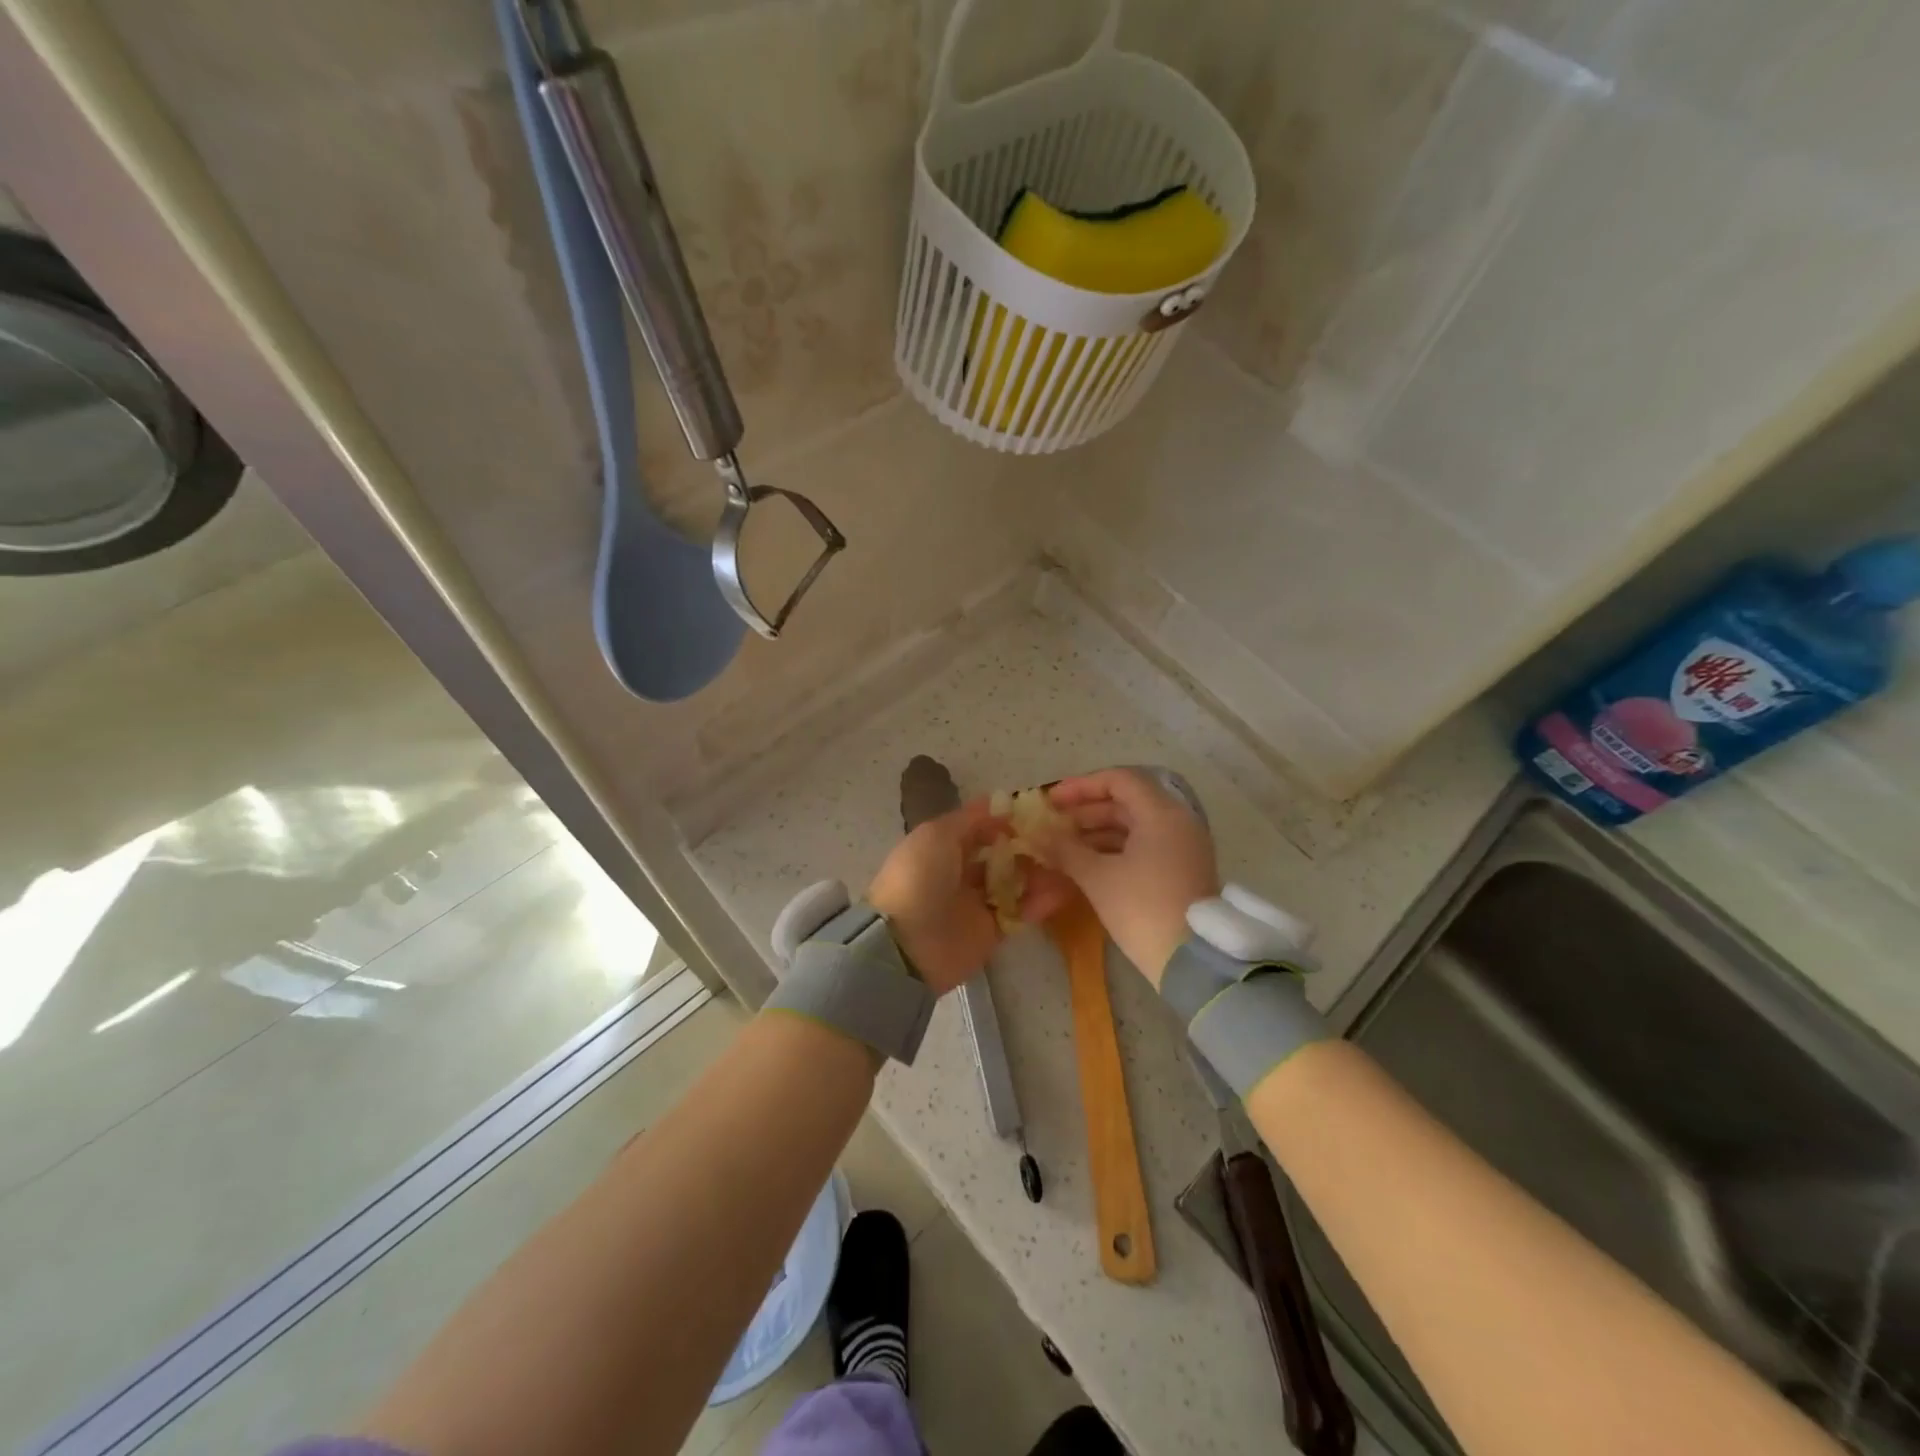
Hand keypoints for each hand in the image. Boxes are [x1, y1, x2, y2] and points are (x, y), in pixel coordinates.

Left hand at [867, 799, 1076, 996]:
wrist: (906, 945)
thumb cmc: (919, 878)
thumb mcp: (936, 835)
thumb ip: (969, 820)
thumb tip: (997, 804)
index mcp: (943, 847)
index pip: (980, 828)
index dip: (1006, 819)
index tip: (1040, 810)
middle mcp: (961, 872)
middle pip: (1002, 855)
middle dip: (1028, 845)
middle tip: (1062, 836)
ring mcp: (977, 903)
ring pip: (1015, 882)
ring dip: (1040, 871)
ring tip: (1069, 860)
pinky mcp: (992, 932)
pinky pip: (1021, 913)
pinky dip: (1042, 902)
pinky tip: (1065, 889)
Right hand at [1043, 768, 1220, 984]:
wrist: (1192, 963)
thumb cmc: (1142, 908)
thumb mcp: (1098, 877)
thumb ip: (1065, 849)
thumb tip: (1037, 833)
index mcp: (1161, 813)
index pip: (1119, 780)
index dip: (1081, 787)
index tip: (1052, 801)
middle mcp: (1177, 822)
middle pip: (1125, 803)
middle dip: (1085, 813)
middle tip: (1052, 826)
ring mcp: (1181, 848)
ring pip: (1132, 828)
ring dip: (1095, 834)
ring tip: (1061, 848)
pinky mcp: (1180, 871)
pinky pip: (1142, 848)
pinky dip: (1113, 851)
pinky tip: (1084, 865)